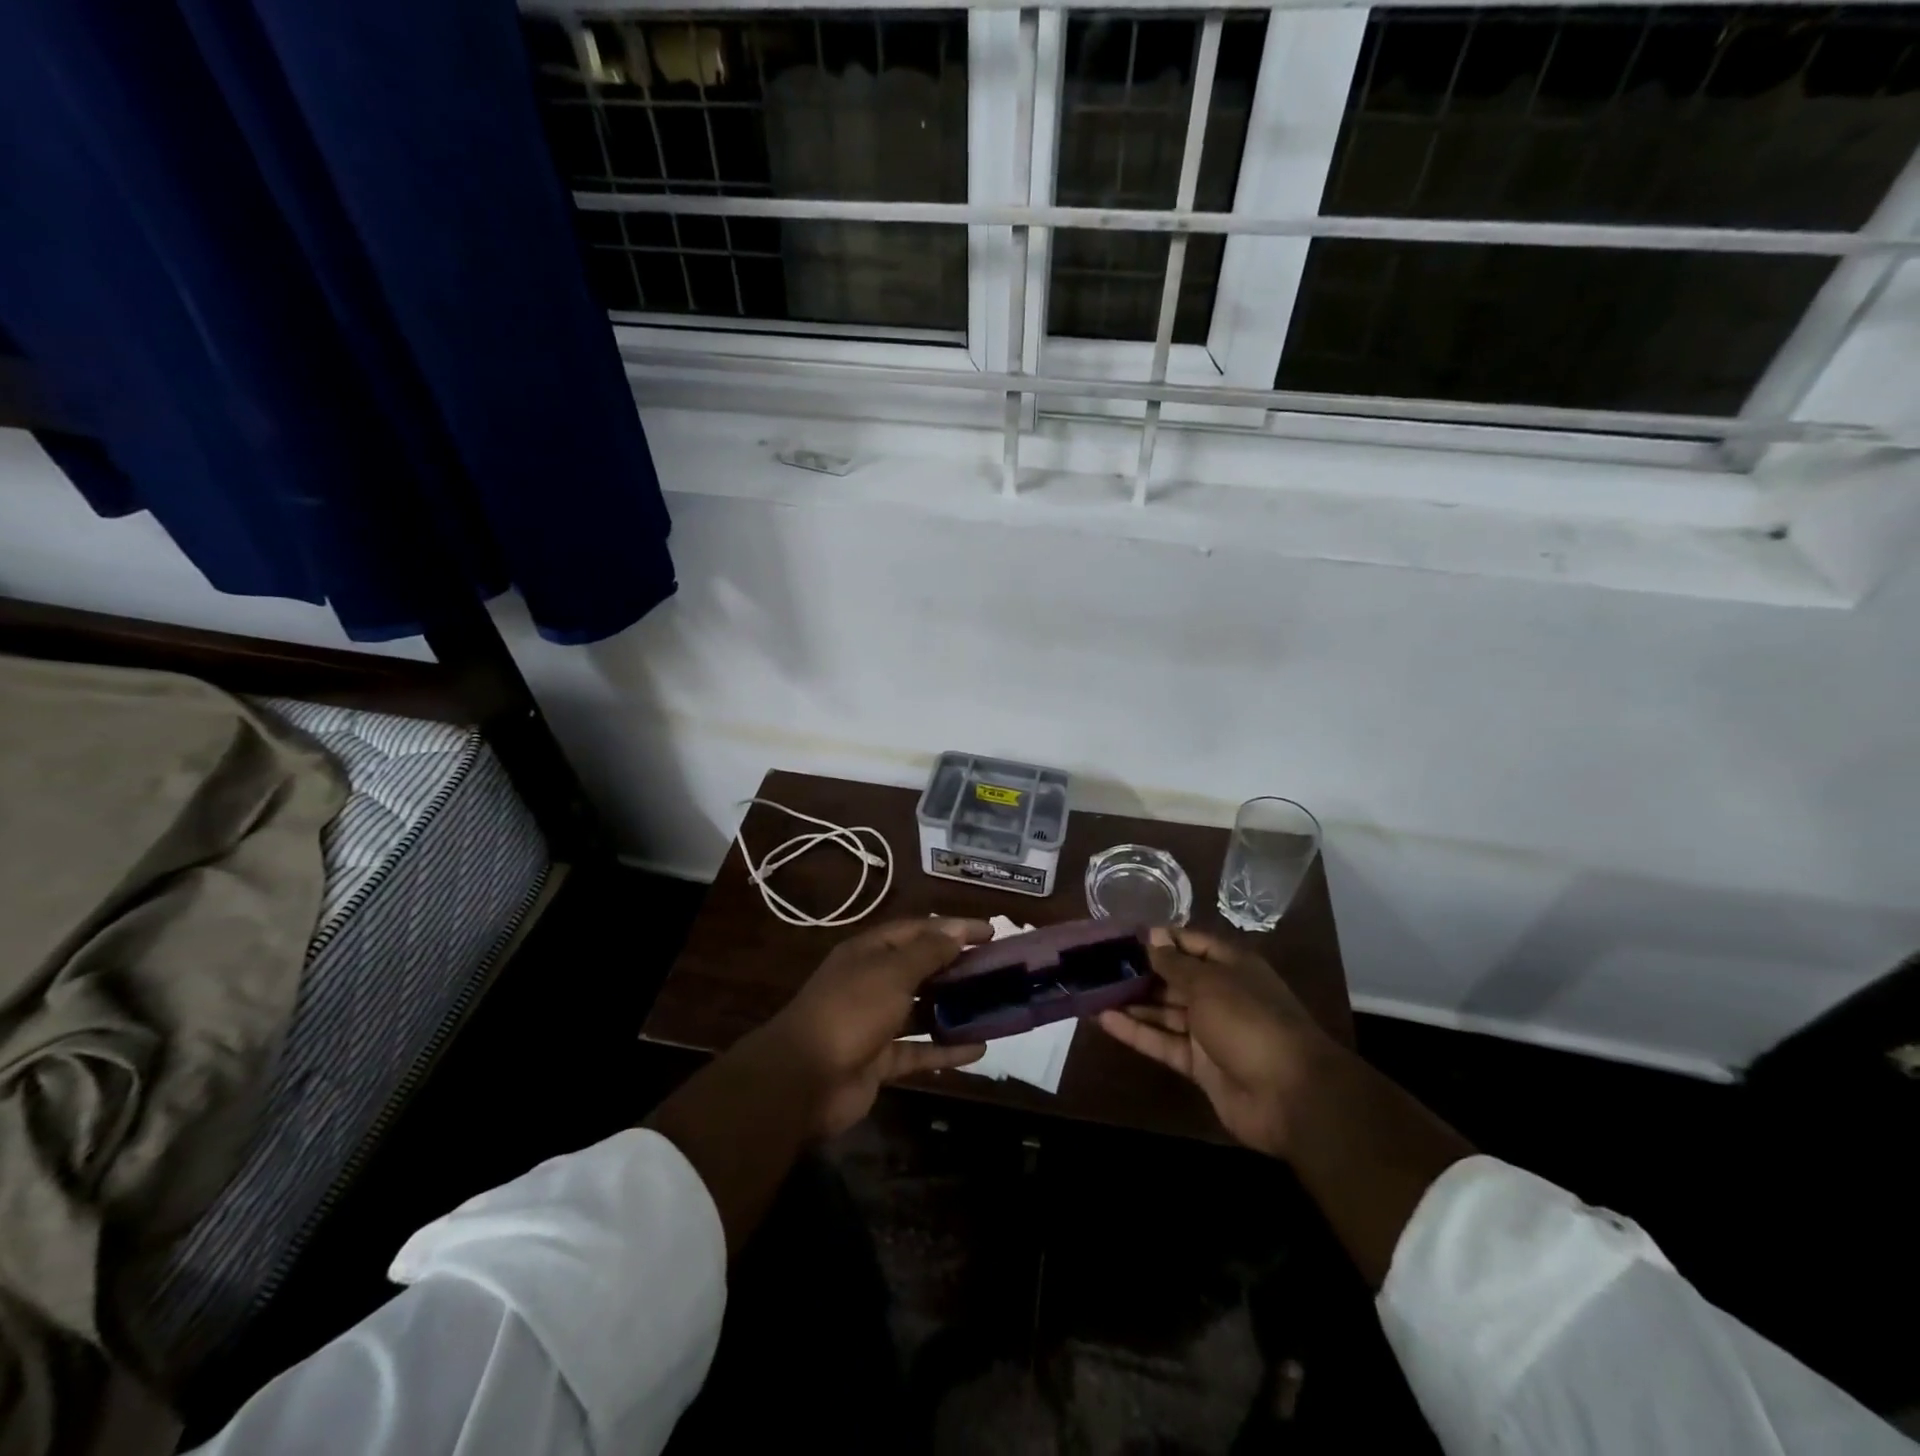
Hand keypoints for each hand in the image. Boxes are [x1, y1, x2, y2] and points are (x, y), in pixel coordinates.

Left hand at [753, 918, 991, 1136]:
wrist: (804, 1079)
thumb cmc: (850, 1011)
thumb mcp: (892, 973)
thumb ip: (927, 952)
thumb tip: (956, 931)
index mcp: (869, 953)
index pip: (918, 930)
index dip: (953, 928)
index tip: (991, 932)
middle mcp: (872, 982)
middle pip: (922, 969)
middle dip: (958, 968)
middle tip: (999, 971)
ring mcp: (875, 1023)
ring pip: (922, 1011)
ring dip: (955, 1009)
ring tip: (994, 1008)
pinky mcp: (879, 1060)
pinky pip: (919, 1050)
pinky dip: (945, 1049)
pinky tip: (978, 1049)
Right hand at [1097, 926, 1336, 1157]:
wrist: (1290, 1096)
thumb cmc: (1250, 1021)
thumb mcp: (1209, 983)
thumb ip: (1175, 963)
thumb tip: (1151, 936)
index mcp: (1231, 967)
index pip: (1191, 944)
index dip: (1160, 939)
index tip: (1122, 935)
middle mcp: (1220, 995)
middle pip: (1175, 978)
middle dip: (1141, 971)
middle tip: (1098, 963)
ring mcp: (1210, 1031)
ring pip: (1165, 1011)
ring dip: (1133, 1002)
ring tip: (1093, 989)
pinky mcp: (1199, 1064)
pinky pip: (1163, 1042)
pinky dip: (1136, 1032)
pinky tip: (1104, 1019)